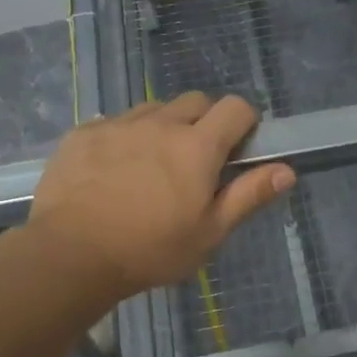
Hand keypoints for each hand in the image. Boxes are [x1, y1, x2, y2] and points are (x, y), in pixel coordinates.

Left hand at [25, 92, 294, 304]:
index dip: (245, 122)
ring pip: (154, 109)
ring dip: (164, 126)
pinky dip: (126, 137)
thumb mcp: (209, 232)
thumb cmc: (150, 250)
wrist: (69, 255)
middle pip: (195, 101)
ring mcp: (118, 124)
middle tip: (196, 161)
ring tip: (153, 165)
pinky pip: (116, 122)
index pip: (236, 108)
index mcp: (197, 146)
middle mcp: (160, 123)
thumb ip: (249, 196)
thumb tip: (287, 170)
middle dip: (205, 122)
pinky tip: (114, 171)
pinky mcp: (84, 133)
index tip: (239, 149)